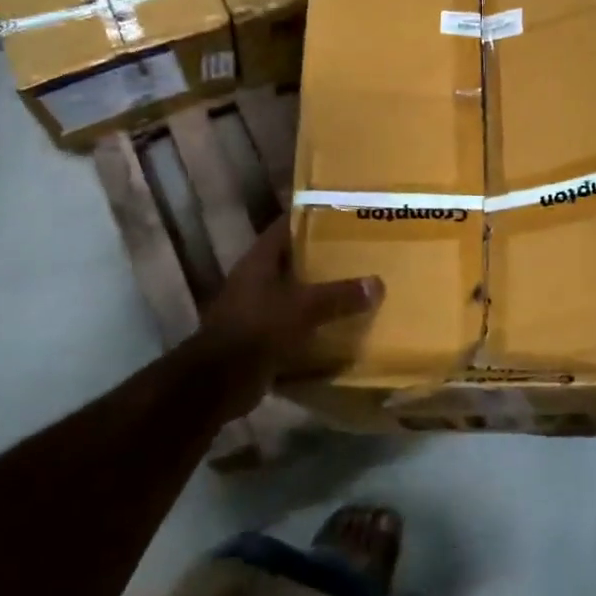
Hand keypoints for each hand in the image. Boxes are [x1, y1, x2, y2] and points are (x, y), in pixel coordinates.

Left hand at [177, 218, 381, 418]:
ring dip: (318, 292)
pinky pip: (291, 323)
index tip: (343, 214)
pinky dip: (311, 324)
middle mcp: (255, 278)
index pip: (286, 225)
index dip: (312, 216)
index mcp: (260, 259)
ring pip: (293, 292)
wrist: (218, 382)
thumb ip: (340, 295)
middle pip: (292, 259)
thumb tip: (377, 283)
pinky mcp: (259, 336)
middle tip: (359, 252)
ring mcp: (254, 308)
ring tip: (355, 287)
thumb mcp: (304, 308)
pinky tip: (338, 326)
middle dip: (322, 256)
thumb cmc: (258, 329)